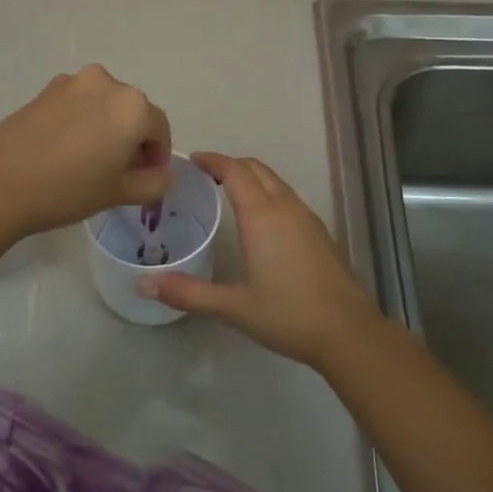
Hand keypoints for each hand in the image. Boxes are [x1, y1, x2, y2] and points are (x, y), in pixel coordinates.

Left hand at [0, 66, 172, 236]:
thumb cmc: (67, 189)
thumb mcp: (119, 193)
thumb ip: (154, 182)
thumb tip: (162, 173)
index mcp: (133, 106)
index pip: (160, 129)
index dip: (158, 155)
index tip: (145, 177)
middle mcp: (107, 83)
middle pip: (133, 112)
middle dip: (133, 138)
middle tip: (118, 171)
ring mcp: (73, 82)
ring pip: (104, 105)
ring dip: (107, 127)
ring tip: (88, 160)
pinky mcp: (46, 89)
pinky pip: (78, 103)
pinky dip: (82, 121)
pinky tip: (64, 149)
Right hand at [142, 153, 381, 367]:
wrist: (348, 331)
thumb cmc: (287, 314)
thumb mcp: (233, 307)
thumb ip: (188, 293)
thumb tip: (144, 284)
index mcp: (262, 216)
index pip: (235, 171)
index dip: (213, 160)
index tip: (193, 160)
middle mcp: (285, 207)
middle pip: (256, 169)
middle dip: (231, 164)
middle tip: (205, 174)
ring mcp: (307, 218)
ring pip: (276, 182)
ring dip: (252, 177)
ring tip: (228, 192)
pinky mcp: (320, 232)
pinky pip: (288, 197)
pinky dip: (268, 193)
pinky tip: (260, 220)